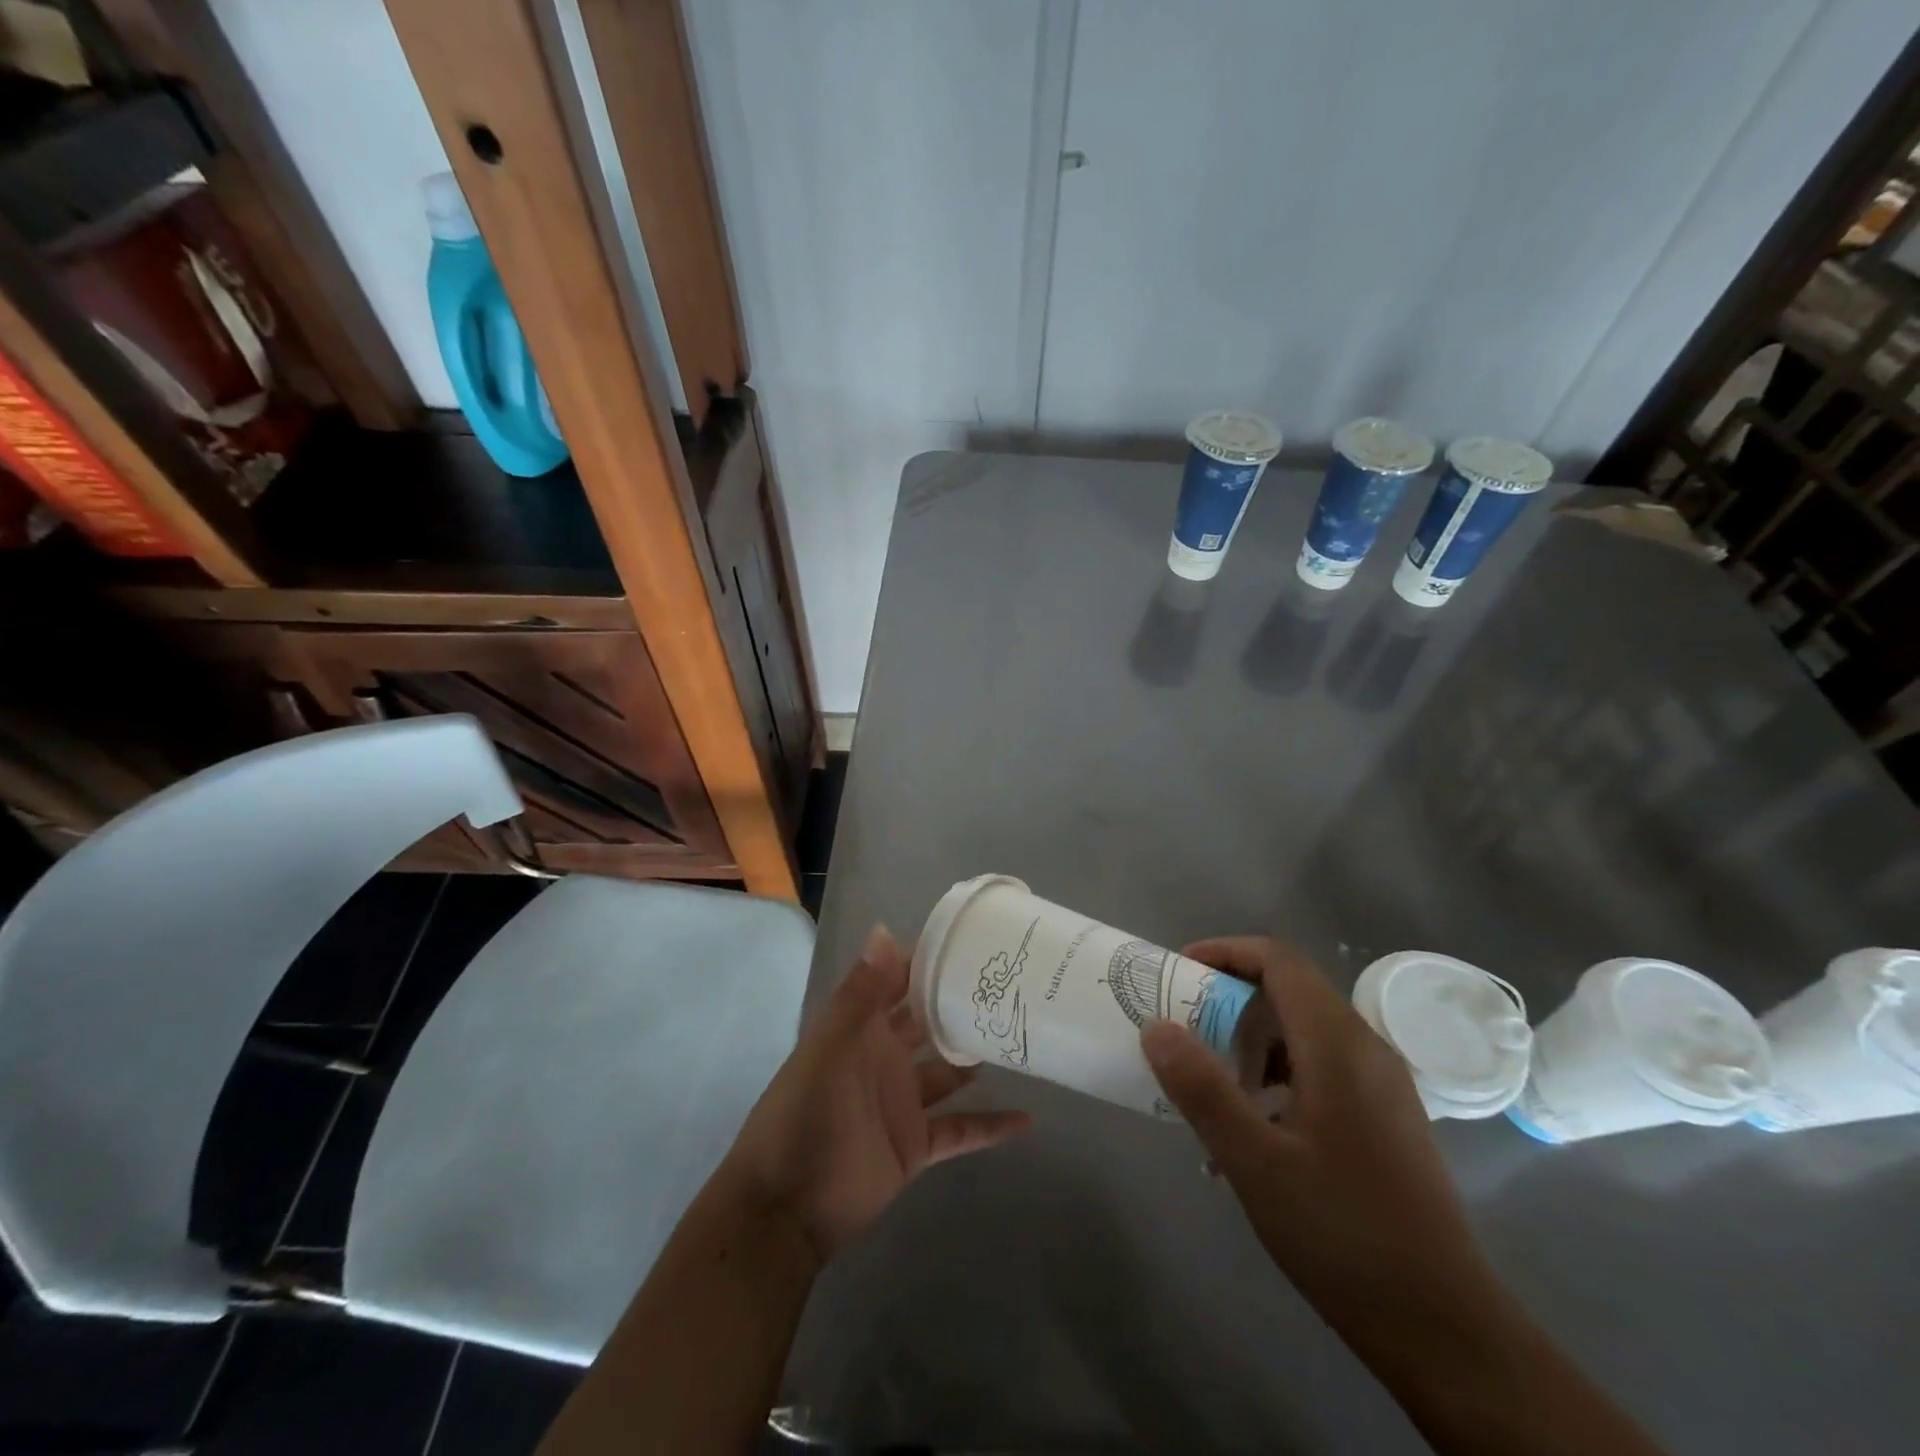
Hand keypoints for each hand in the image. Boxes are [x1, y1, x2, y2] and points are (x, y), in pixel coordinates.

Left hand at [719, 924, 1030, 1264]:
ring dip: (978, 1056)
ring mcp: (902, 1102)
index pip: (897, 980)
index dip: (928, 959)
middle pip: (928, 1021)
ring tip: (1023, 1036)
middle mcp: (884, 1057)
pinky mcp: (916, 1145)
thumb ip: (860, 995)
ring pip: (948, 1071)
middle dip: (959, 1003)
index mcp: (861, 1028)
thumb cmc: (804, 1116)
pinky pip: (961, 1130)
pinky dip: (991, 1127)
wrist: (785, 1209)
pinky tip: (1028, 1118)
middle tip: (1011, 985)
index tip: (972, 940)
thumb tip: (885, 930)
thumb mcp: (830, 1049)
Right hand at [1141, 938, 1504, 1337]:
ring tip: (1211, 1082)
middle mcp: (1366, 1050)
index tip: (1179, 972)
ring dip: (1252, 1041)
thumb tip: (1156, 1027)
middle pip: (1290, 991)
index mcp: (1339, 1045)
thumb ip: (1202, 1089)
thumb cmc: (1343, 1233)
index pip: (1279, 961)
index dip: (1226, 952)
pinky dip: (1278, 1075)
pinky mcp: (1386, 1119)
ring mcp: (1382, 1086)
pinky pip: (1322, 1068)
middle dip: (1230, 999)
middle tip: (1183, 1027)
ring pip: (1305, 1032)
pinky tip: (1253, 1129)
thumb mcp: (1255, 1162)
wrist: (1445, 1328)